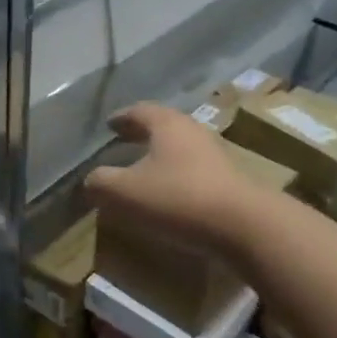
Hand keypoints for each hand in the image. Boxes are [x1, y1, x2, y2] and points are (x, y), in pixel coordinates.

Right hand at [84, 102, 262, 263]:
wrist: (245, 227)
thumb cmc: (178, 198)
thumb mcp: (124, 192)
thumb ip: (101, 183)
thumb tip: (91, 181)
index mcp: (166, 124)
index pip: (139, 110)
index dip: (121, 117)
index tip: (110, 124)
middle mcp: (192, 131)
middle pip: (163, 125)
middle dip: (142, 133)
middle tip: (124, 140)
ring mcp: (216, 155)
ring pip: (181, 147)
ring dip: (162, 155)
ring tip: (145, 168)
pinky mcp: (230, 181)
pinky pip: (195, 170)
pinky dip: (178, 175)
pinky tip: (170, 192)